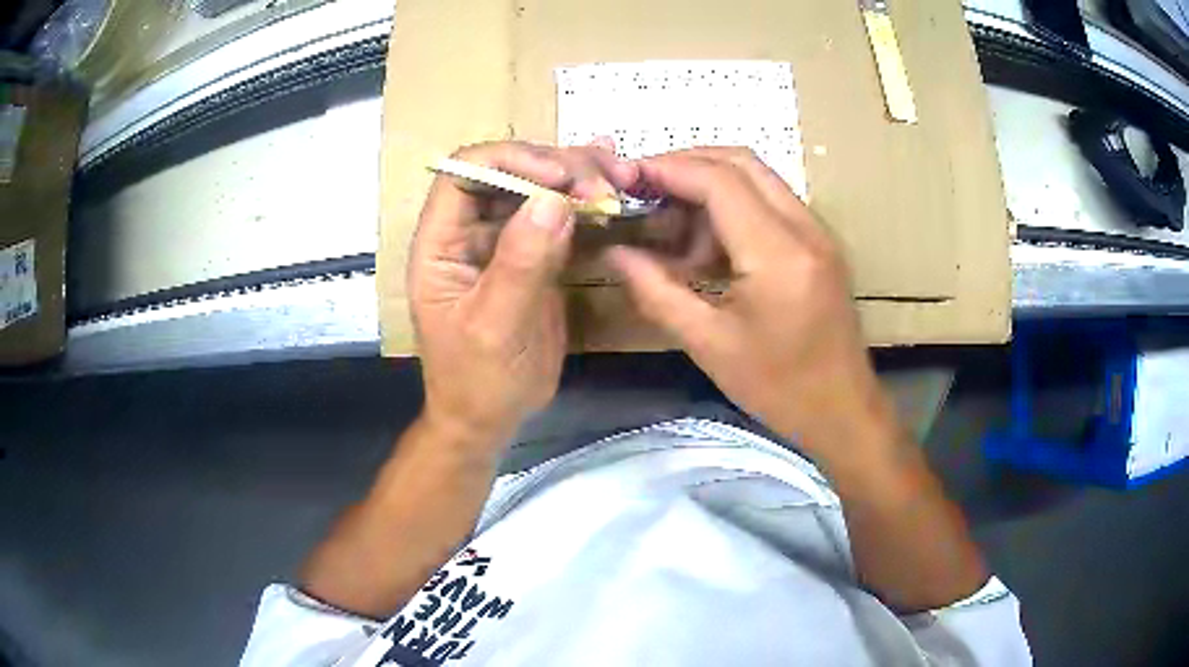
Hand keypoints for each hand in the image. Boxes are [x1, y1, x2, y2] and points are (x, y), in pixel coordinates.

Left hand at [410, 140, 637, 448]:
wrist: (490, 417)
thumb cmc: (477, 380)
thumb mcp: (494, 327)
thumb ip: (520, 263)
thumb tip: (554, 200)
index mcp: (441, 243)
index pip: (466, 173)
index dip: (512, 160)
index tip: (561, 177)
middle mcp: (470, 231)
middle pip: (510, 171)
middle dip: (559, 168)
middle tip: (608, 184)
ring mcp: (504, 240)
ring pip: (538, 188)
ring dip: (581, 176)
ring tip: (623, 178)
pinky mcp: (534, 256)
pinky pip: (559, 217)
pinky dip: (588, 201)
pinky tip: (619, 183)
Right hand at [607, 148, 893, 461]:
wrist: (843, 411)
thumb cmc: (778, 388)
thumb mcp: (708, 344)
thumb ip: (656, 291)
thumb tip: (614, 252)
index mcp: (778, 254)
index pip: (719, 181)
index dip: (667, 169)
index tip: (624, 177)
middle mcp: (805, 228)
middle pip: (741, 162)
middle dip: (686, 164)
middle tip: (643, 189)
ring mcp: (817, 232)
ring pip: (757, 177)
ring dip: (709, 184)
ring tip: (670, 225)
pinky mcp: (819, 243)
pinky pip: (770, 202)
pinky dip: (732, 206)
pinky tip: (705, 244)